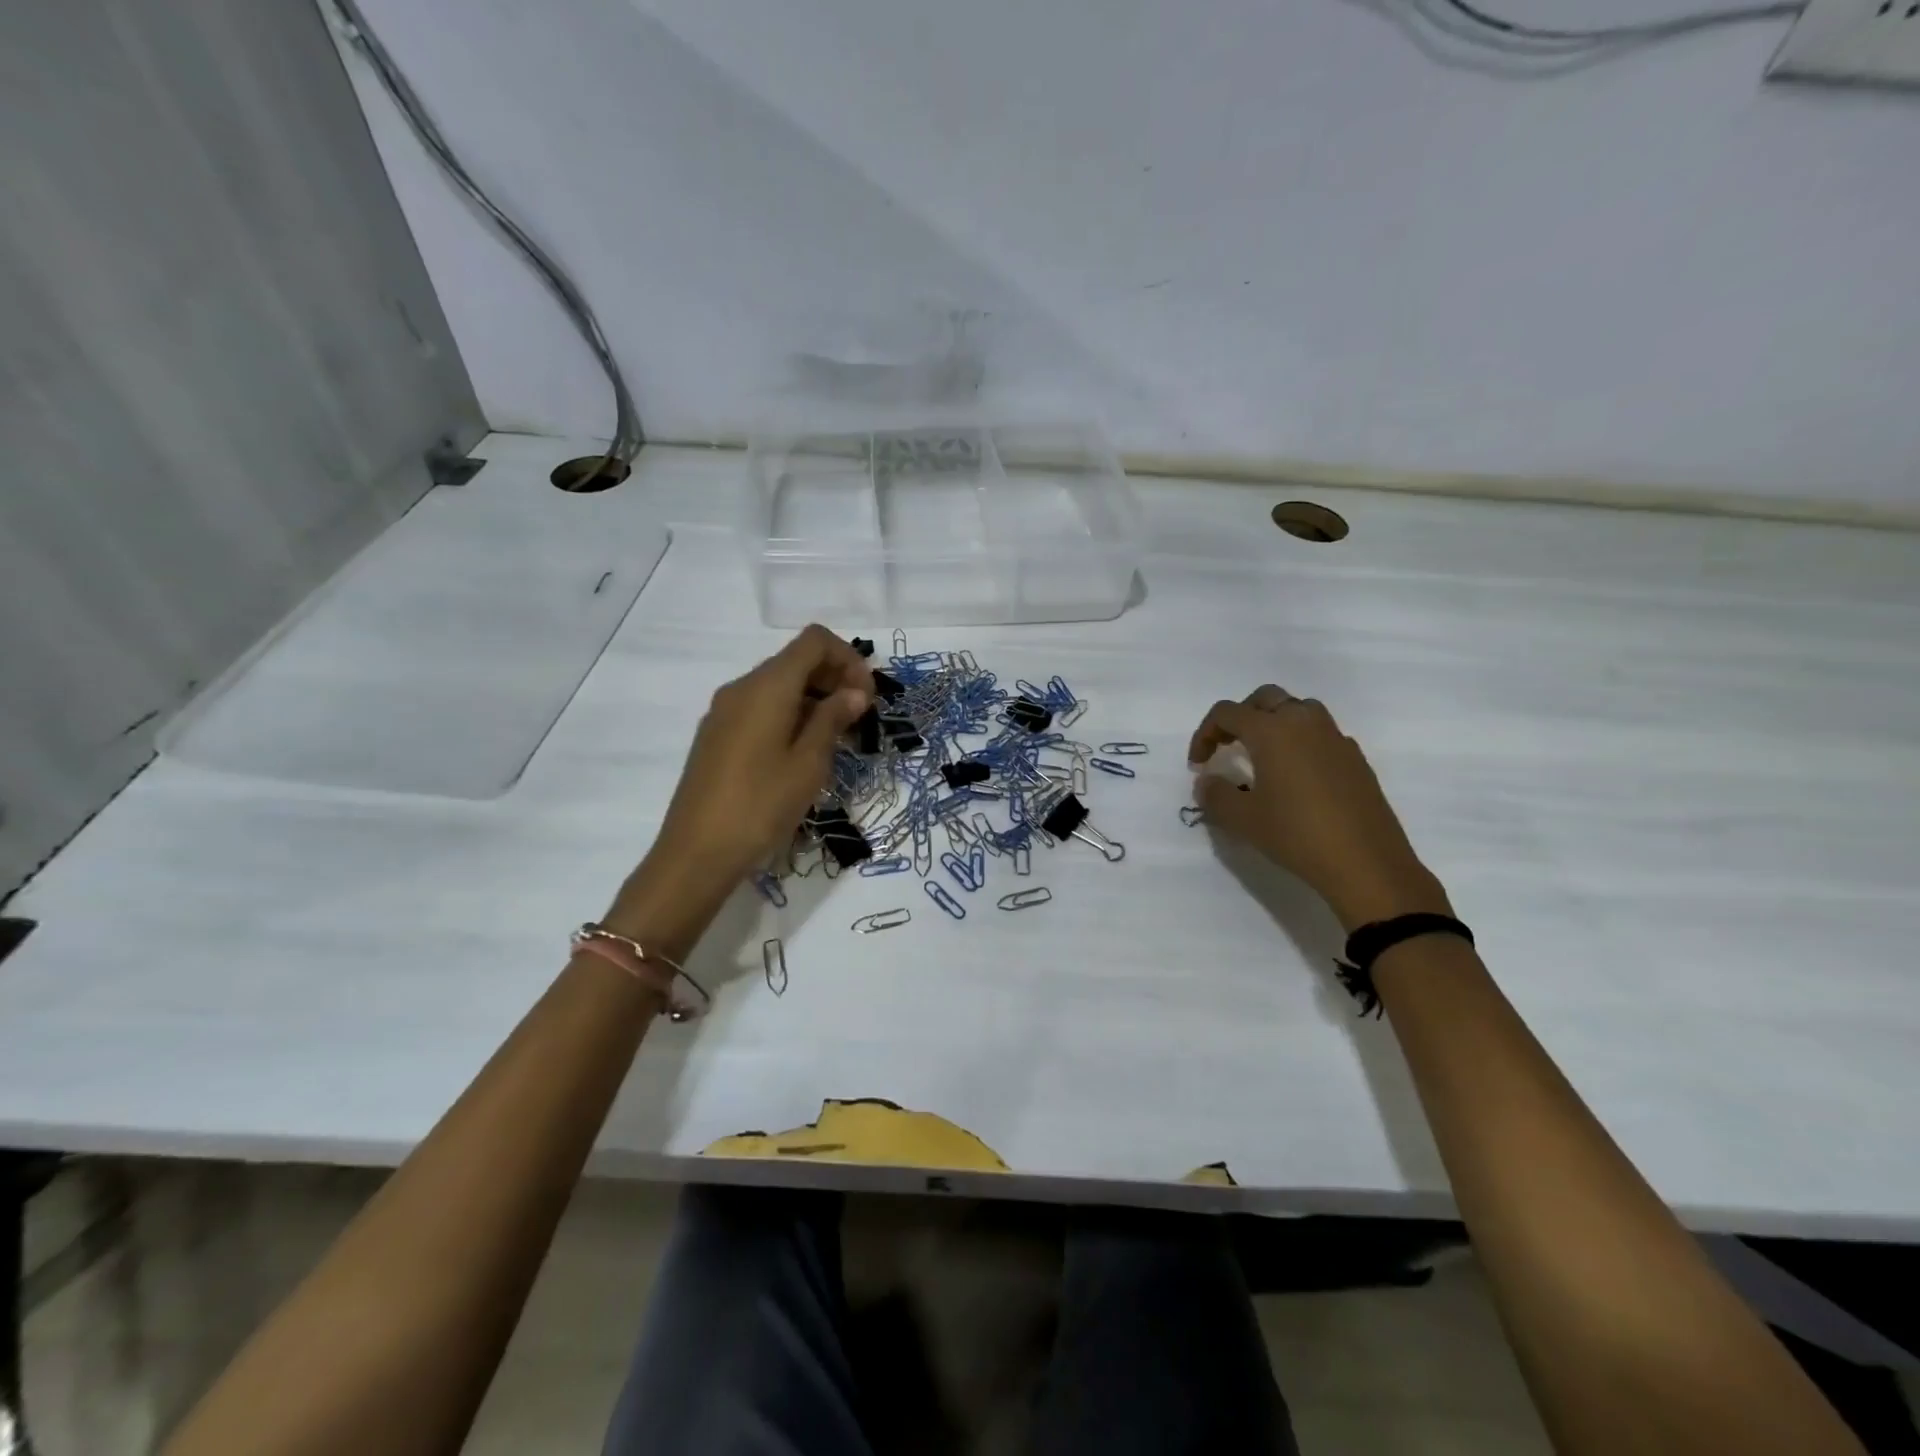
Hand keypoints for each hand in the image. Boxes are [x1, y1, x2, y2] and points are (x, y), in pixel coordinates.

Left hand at [605, 625, 871, 951]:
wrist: (696, 853)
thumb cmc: (761, 805)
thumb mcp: (809, 763)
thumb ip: (833, 719)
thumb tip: (854, 692)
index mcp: (767, 686)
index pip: (814, 640)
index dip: (848, 659)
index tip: (867, 697)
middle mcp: (742, 687)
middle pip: (796, 660)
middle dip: (834, 679)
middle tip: (859, 721)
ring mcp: (724, 711)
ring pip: (779, 686)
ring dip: (814, 700)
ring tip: (837, 741)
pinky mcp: (717, 735)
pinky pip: (761, 707)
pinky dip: (790, 715)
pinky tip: (802, 753)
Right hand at [1188, 687, 1449, 932]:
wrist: (1366, 863)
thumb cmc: (1296, 834)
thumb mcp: (1242, 819)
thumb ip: (1215, 795)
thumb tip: (1207, 781)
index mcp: (1271, 731)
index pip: (1227, 713)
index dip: (1204, 733)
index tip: (1198, 764)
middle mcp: (1304, 723)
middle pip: (1266, 698)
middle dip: (1241, 716)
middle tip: (1228, 746)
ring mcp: (1335, 738)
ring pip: (1299, 709)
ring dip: (1275, 722)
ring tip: (1264, 755)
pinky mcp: (1356, 759)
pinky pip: (1322, 734)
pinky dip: (1302, 742)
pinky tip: (1298, 777)